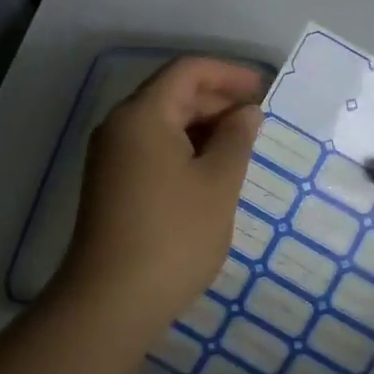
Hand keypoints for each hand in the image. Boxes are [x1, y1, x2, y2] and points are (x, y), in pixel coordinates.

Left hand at [54, 56, 263, 338]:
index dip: (228, 73)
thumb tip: (247, 112)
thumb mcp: (217, 184)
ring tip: (241, 146)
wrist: (110, 302)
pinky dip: (183, 148)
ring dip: (202, 126)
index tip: (263, 89)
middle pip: (172, 93)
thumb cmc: (173, 236)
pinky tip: (210, 170)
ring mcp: (111, 156)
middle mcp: (120, 125)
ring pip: (162, 122)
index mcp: (142, 114)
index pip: (187, 71)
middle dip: (216, 100)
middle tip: (258, 121)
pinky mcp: (111, 182)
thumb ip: (236, 139)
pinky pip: (151, 147)